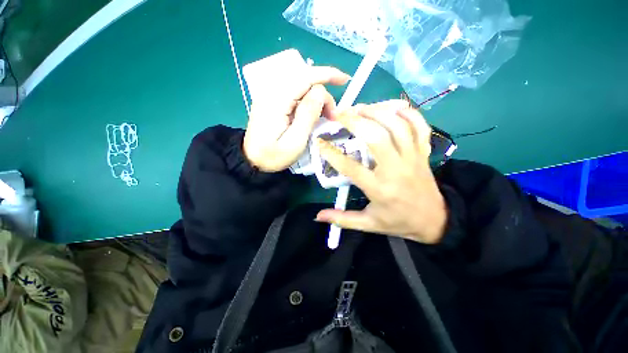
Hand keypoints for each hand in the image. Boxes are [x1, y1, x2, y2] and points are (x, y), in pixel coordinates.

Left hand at [243, 66, 349, 171]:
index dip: (327, 74)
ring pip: (301, 88)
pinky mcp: (272, 103)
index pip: (305, 77)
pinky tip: (313, 114)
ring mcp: (271, 97)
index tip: (344, 80)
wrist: (252, 161)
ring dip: (317, 99)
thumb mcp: (294, 141)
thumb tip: (320, 92)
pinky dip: (308, 102)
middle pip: (304, 81)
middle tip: (332, 117)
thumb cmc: (273, 156)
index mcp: (277, 100)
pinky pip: (295, 95)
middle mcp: (272, 93)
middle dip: (323, 95)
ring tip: (325, 117)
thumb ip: (307, 115)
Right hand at [315, 101, 447, 243]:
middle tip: (340, 115)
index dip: (332, 154)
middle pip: (376, 138)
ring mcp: (412, 157)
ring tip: (359, 108)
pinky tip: (391, 108)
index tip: (319, 141)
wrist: (435, 221)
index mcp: (379, 189)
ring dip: (377, 112)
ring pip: (397, 126)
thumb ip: (342, 219)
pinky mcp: (423, 152)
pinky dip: (407, 112)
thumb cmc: (398, 222)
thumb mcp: (368, 225)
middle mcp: (396, 170)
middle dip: (355, 122)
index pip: (351, 167)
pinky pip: (419, 126)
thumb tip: (318, 216)